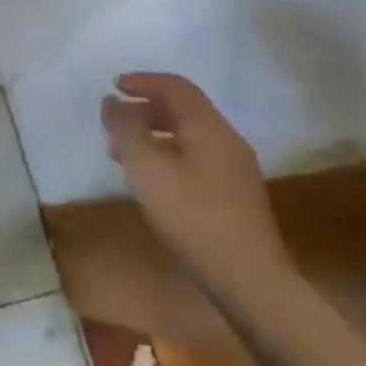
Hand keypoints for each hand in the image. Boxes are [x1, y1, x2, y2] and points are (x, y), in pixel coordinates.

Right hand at [102, 72, 292, 306]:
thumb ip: (126, 129)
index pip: (175, 86)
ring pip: (188, 137)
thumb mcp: (147, 167)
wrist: (252, 284)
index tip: (114, 86)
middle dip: (145, 110)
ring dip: (154, 137)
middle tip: (115, 123)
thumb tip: (113, 102)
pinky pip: (196, 160)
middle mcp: (227, 141)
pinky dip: (169, 157)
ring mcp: (236, 171)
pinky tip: (154, 183)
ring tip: (125, 155)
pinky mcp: (236, 198)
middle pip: (183, 110)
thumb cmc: (194, 217)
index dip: (142, 81)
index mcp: (209, 127)